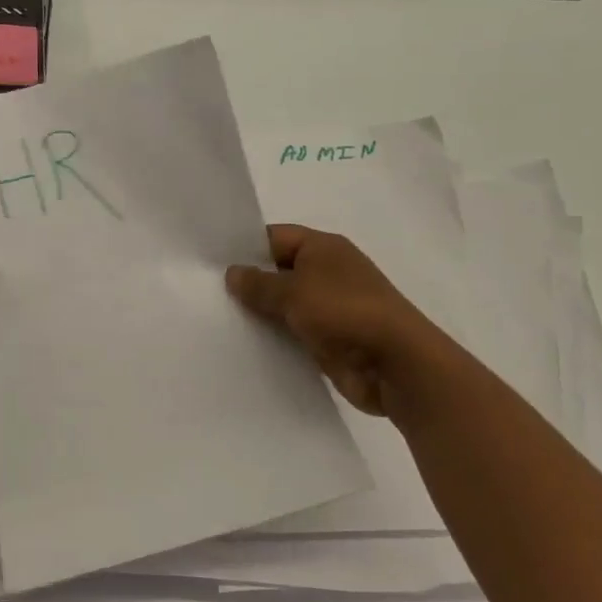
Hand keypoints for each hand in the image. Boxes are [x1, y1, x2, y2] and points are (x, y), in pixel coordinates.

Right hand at [226, 224, 442, 420]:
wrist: (395, 364)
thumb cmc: (344, 312)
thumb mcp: (294, 291)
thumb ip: (259, 283)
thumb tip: (232, 273)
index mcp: (323, 248)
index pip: (275, 237)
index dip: (245, 247)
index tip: (211, 262)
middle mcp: (327, 272)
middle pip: (279, 271)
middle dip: (249, 283)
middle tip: (206, 293)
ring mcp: (330, 308)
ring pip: (285, 305)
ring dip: (261, 314)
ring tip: (218, 319)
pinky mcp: (330, 340)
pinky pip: (294, 333)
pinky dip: (275, 338)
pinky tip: (245, 345)